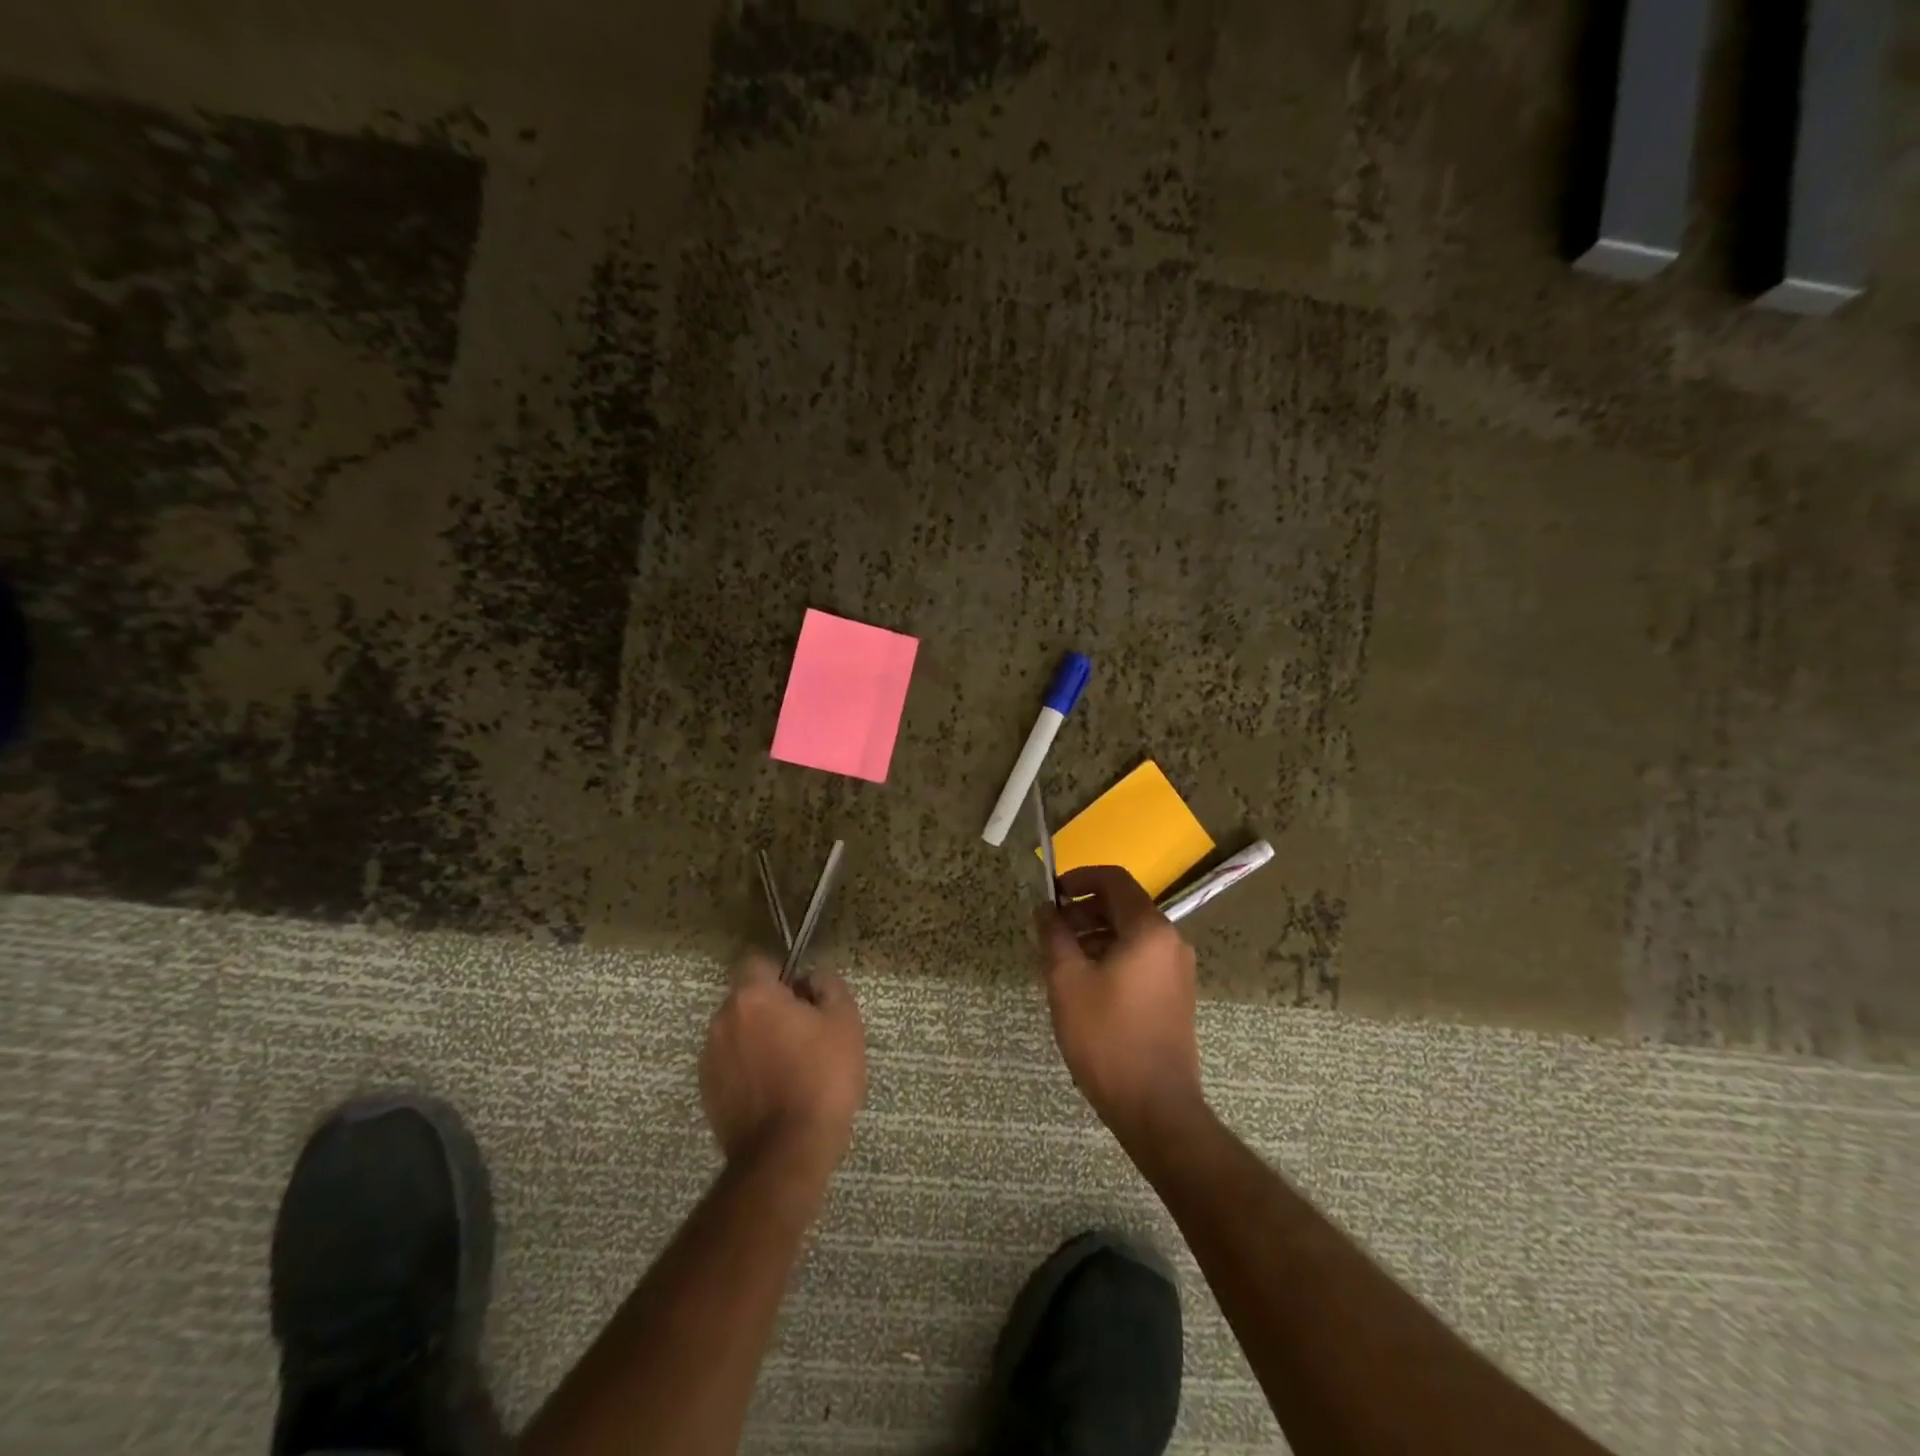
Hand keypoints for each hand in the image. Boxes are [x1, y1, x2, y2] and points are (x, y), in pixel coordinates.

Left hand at [700, 955, 866, 1176]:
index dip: (783, 974)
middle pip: (747, 999)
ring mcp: (710, 1059)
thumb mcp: (844, 1022)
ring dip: (759, 1039)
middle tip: (807, 1033)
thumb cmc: (821, 1078)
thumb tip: (813, 979)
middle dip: (772, 1008)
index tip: (804, 996)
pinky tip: (776, 1093)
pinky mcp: (707, 1094)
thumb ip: (829, 986)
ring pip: (739, 1033)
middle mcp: (722, 1021)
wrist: (786, 1154)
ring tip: (792, 1068)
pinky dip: (749, 1069)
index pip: (759, 963)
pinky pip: (732, 1065)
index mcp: (752, 997)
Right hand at [1037, 865, 1204, 1140]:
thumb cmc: (1107, 1037)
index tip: (1051, 894)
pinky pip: (1141, 957)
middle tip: (1051, 930)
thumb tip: (1044, 909)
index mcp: (1149, 929)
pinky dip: (1112, 955)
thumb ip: (1054, 935)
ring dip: (1095, 933)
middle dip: (1084, 909)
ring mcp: (1177, 969)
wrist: (1155, 1106)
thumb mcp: (1067, 981)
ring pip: (1131, 933)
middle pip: (1124, 905)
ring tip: (1063, 958)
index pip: (1114, 879)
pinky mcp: (1176, 993)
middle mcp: (1170, 941)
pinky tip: (1086, 982)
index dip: (1079, 878)